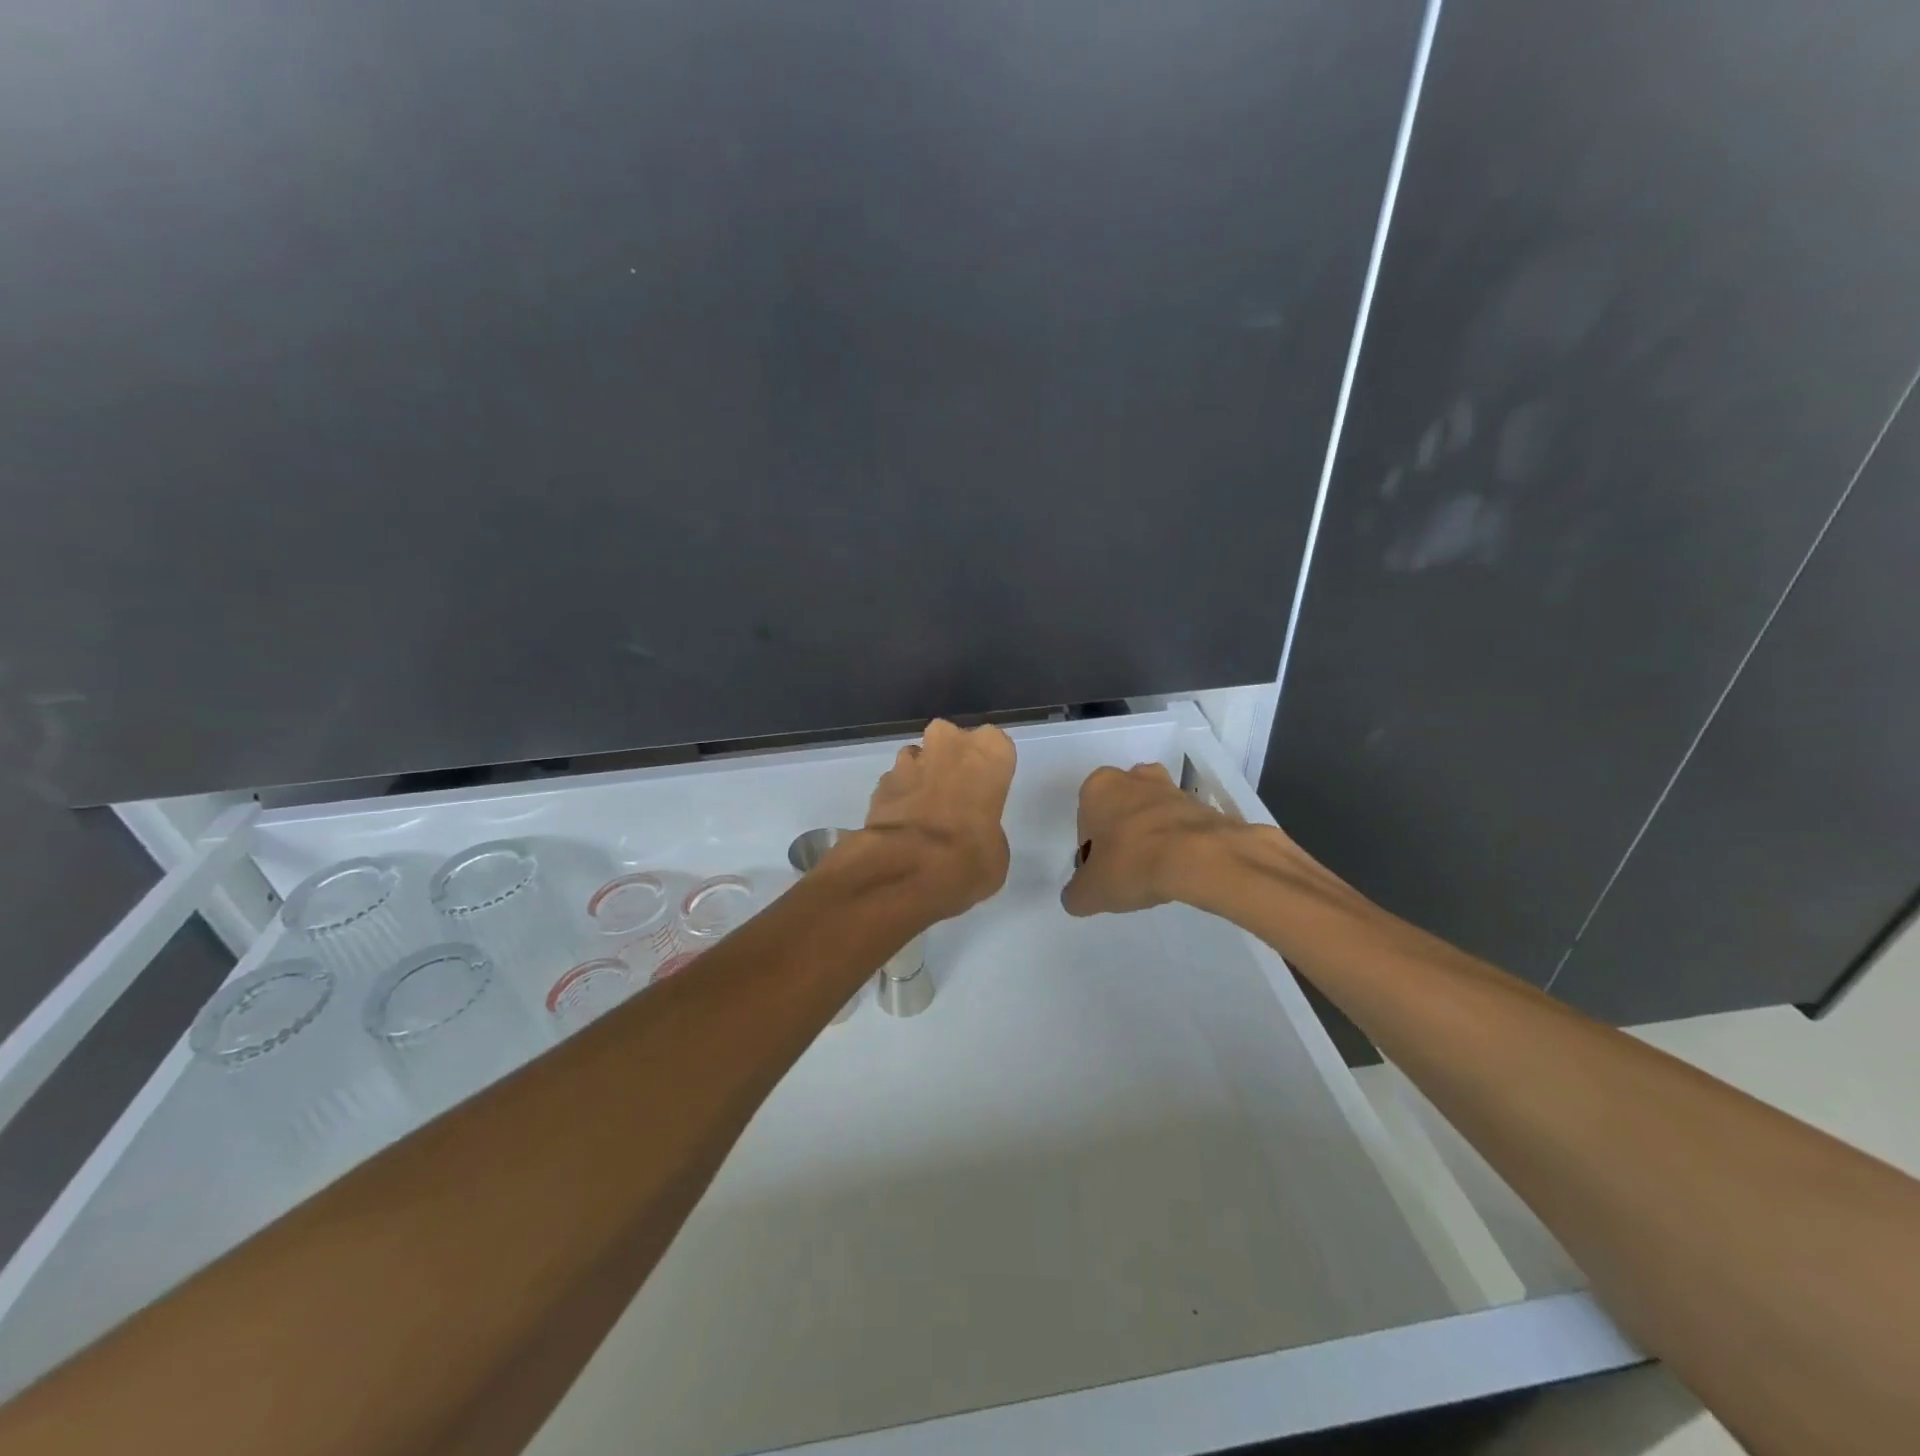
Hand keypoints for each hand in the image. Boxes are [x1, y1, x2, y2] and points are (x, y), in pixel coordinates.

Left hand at [857, 720, 1015, 920]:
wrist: (906, 867)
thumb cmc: (969, 855)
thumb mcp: (996, 850)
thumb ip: (985, 827)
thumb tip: (972, 832)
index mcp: (989, 752)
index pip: (995, 745)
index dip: (988, 769)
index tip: (985, 792)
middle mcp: (949, 743)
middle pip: (952, 740)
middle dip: (951, 761)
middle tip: (955, 797)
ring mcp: (910, 759)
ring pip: (919, 757)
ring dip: (922, 776)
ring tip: (925, 812)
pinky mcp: (881, 781)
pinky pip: (896, 782)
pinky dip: (899, 797)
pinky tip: (902, 824)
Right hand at [1060, 762, 1245, 916]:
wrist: (1202, 859)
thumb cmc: (1133, 864)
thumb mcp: (1090, 892)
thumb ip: (1076, 894)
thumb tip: (1078, 896)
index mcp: (1098, 787)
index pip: (1085, 824)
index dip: (1092, 853)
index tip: (1104, 874)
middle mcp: (1132, 778)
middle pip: (1118, 812)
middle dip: (1121, 837)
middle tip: (1128, 871)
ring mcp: (1170, 787)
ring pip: (1150, 815)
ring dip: (1150, 838)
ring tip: (1157, 873)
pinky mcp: (1201, 803)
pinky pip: (1180, 825)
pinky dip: (1178, 843)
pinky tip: (1180, 869)